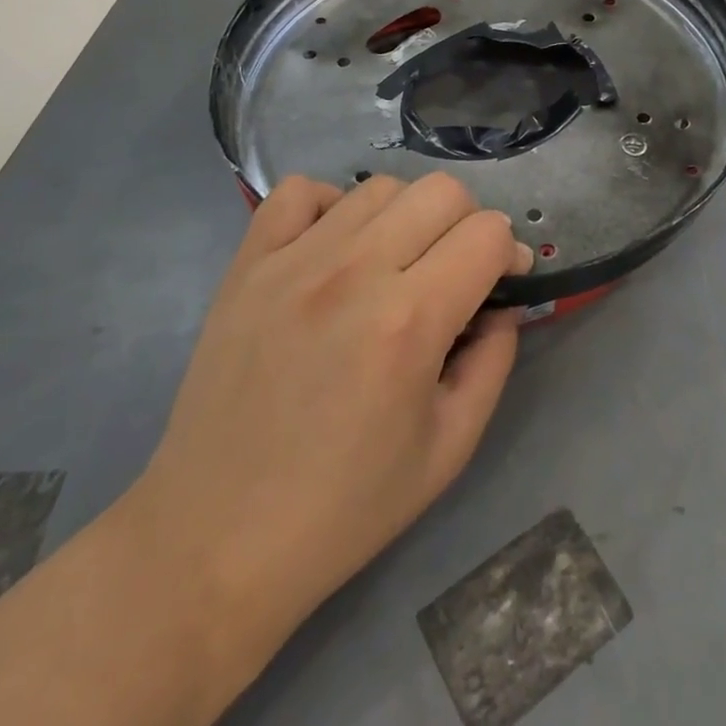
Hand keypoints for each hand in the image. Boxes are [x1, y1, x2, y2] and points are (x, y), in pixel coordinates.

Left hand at [123, 172, 531, 655]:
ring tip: (394, 263)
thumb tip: (503, 304)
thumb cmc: (343, 507)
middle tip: (454, 272)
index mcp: (410, 321)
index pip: (487, 233)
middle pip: (442, 192)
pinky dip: (330, 205)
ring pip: (379, 187)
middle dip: (467, 225)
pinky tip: (334, 247)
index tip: (501, 282)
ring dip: (406, 217)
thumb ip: (494, 361)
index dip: (509, 252)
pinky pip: (299, 191)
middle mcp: (355, 272)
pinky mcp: (248, 263)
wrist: (216, 538)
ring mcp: (294, 260)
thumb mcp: (449, 449)